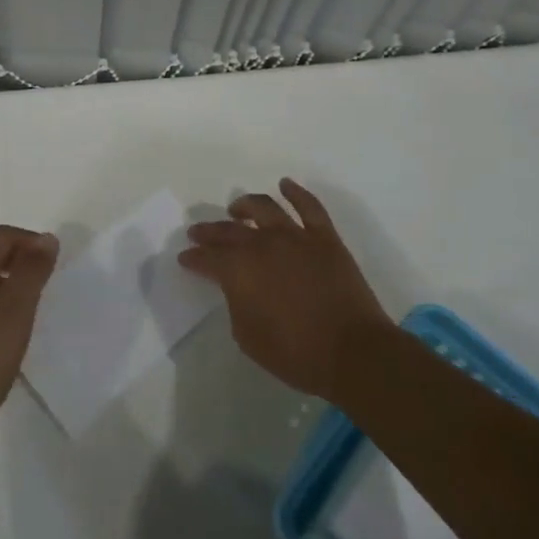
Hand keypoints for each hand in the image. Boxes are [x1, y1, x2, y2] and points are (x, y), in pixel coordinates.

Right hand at [179, 179, 394, 401]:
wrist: (353, 352)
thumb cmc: (296, 354)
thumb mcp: (248, 337)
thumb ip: (236, 304)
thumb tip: (239, 287)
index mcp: (239, 270)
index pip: (208, 258)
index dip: (194, 258)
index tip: (185, 258)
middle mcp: (263, 244)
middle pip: (229, 231)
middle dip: (210, 231)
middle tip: (197, 232)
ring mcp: (295, 237)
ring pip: (264, 208)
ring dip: (245, 205)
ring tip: (236, 208)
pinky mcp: (325, 238)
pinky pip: (309, 206)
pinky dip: (295, 192)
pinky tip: (285, 184)